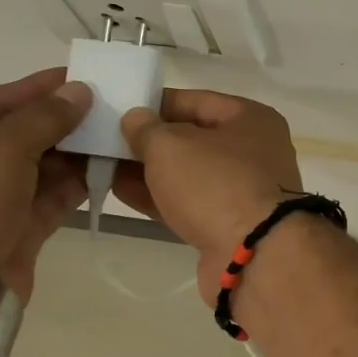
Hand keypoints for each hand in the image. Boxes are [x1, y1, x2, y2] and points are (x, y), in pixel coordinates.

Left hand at [0, 68, 91, 301]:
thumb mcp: (1, 148)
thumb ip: (44, 117)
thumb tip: (79, 91)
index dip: (36, 89)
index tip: (77, 76)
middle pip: (18, 136)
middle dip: (61, 122)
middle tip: (105, 106)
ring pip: (38, 168)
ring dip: (74, 153)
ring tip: (114, 134)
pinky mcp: (14, 231)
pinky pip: (49, 198)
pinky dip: (75, 183)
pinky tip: (107, 167)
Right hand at [115, 89, 304, 300]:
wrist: (253, 255)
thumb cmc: (216, 184)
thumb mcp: (172, 146)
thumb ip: (147, 129)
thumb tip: (136, 118)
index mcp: (252, 119)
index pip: (197, 101)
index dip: (156, 103)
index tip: (119, 109)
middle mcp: (254, 151)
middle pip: (193, 138)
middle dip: (150, 140)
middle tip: (104, 140)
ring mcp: (244, 191)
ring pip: (189, 174)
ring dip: (149, 170)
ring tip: (103, 164)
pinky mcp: (230, 225)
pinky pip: (189, 203)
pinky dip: (158, 197)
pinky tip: (120, 191)